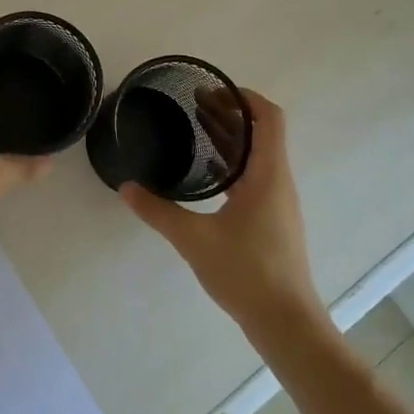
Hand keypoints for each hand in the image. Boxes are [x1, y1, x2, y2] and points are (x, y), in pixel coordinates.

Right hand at [120, 89, 324, 336]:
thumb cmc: (247, 272)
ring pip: (257, 156)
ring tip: (196, 127)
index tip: (213, 89)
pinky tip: (207, 171)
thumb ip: (158, 211)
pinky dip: (232, 162)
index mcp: (268, 175)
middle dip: (230, 113)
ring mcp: (278, 203)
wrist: (287, 323)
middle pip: (261, 133)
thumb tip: (126, 187)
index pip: (269, 118)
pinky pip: (254, 176)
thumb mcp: (194, 239)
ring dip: (231, 137)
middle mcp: (278, 182)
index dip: (245, 97)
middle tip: (194, 103)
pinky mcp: (273, 221)